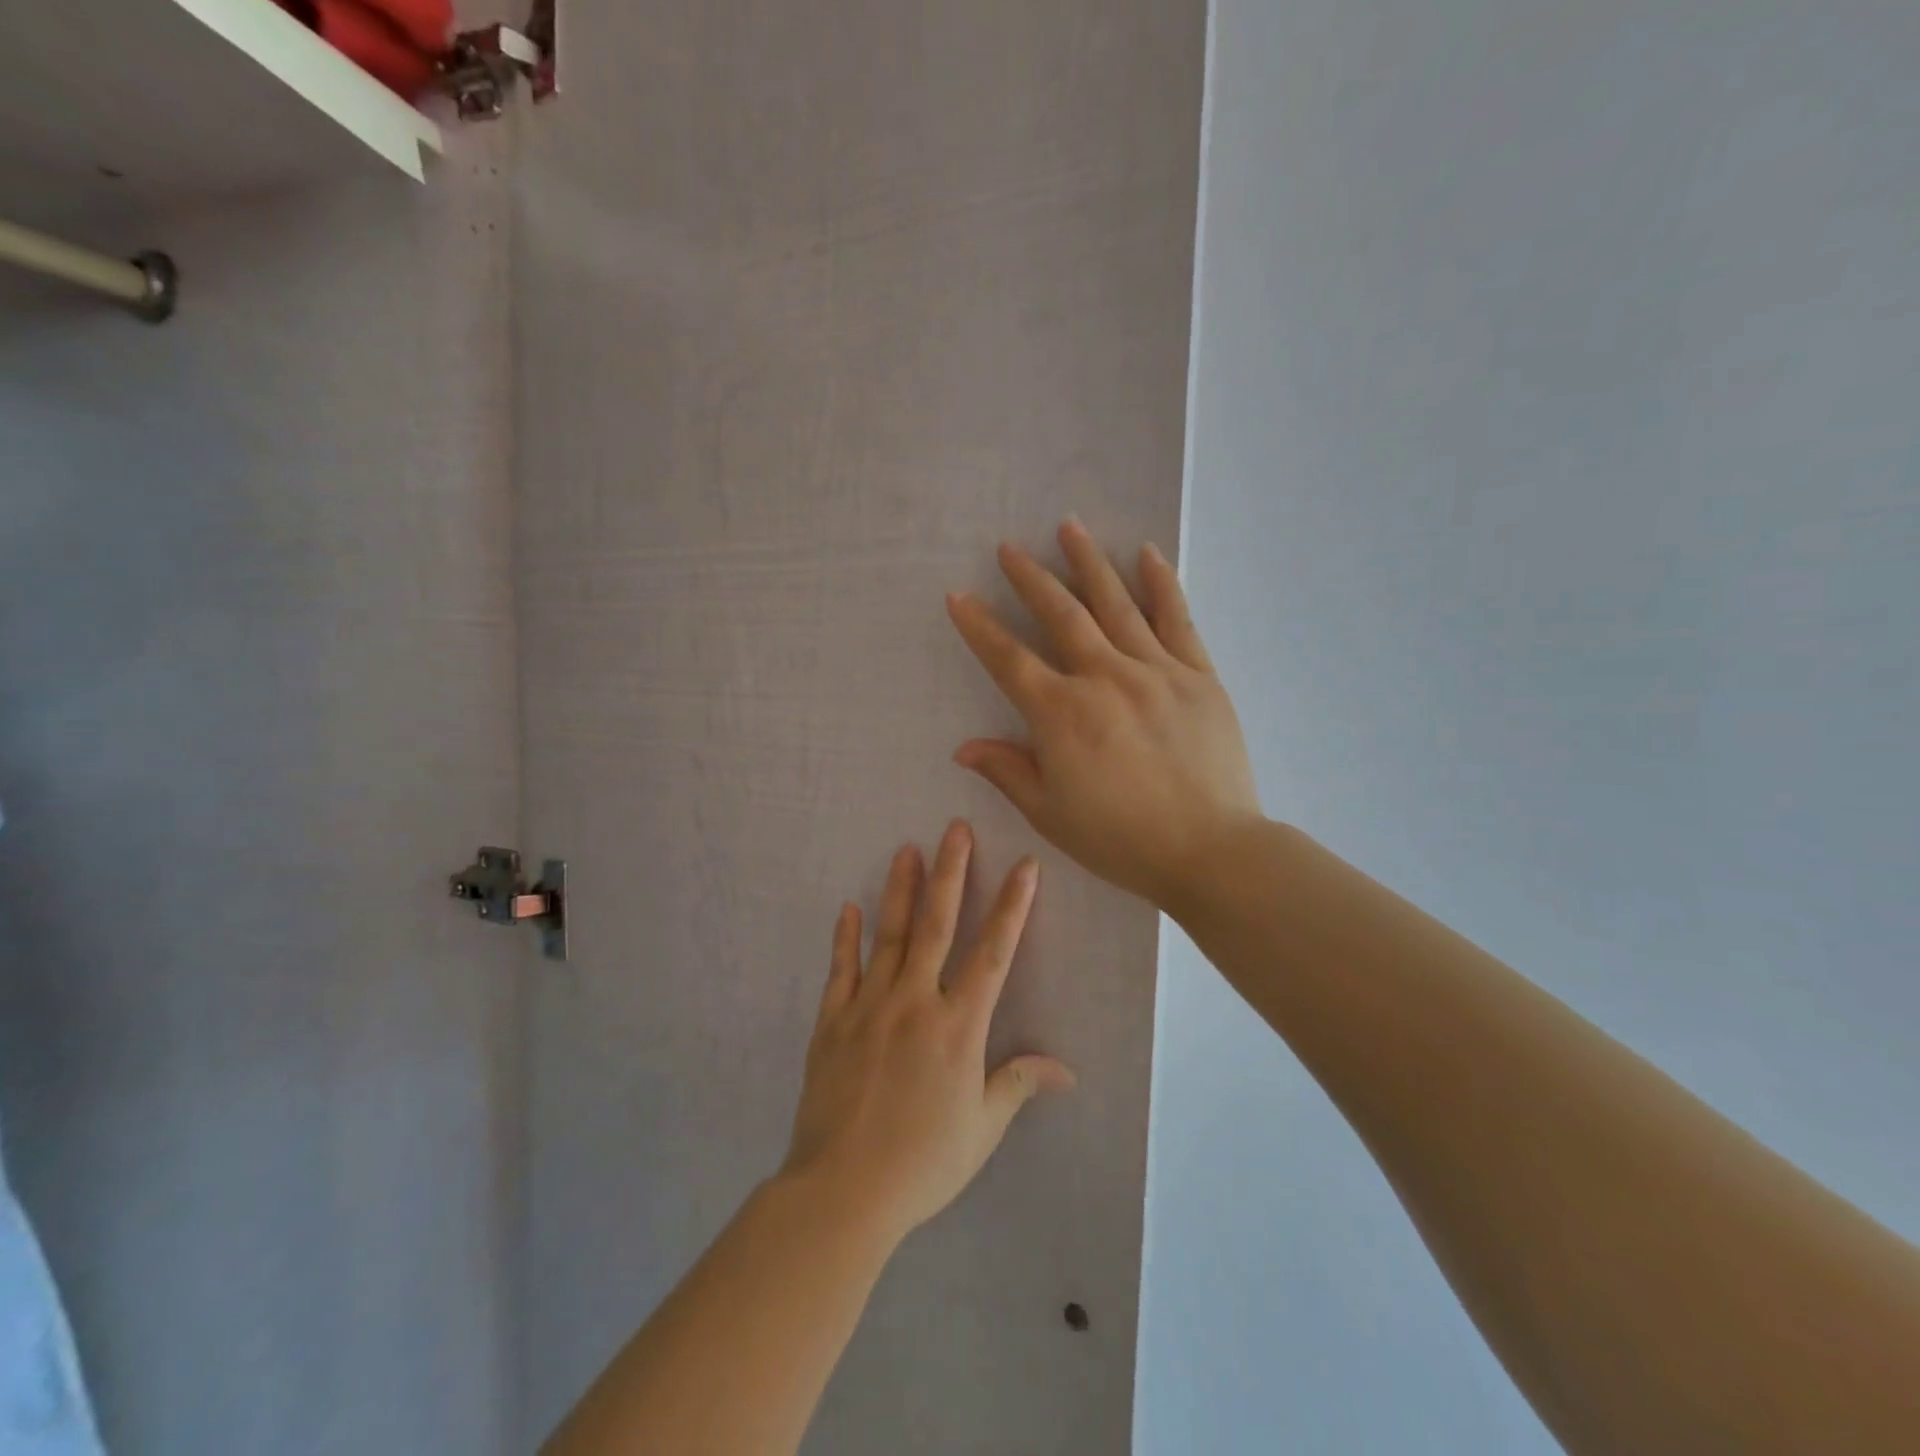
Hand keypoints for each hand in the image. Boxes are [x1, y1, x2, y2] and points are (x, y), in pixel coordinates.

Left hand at [781, 822, 1075, 1244]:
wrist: (842, 1191)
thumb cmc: (923, 1162)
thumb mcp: (982, 1128)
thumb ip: (1019, 1084)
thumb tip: (1066, 1069)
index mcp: (957, 1026)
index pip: (993, 953)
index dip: (1012, 907)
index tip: (1024, 867)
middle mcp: (915, 1002)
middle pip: (936, 925)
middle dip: (950, 873)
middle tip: (954, 829)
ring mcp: (868, 1007)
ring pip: (889, 936)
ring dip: (900, 890)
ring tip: (907, 849)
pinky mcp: (831, 1022)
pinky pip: (840, 970)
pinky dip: (846, 938)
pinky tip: (849, 908)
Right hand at [946, 518, 1261, 907]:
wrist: (1209, 851)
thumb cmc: (1120, 840)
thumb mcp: (1050, 813)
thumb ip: (1008, 771)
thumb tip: (964, 748)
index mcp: (1062, 714)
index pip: (1009, 660)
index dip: (980, 627)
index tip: (959, 596)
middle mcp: (1104, 678)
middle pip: (1062, 615)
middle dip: (1031, 578)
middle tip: (1011, 548)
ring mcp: (1156, 671)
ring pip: (1117, 604)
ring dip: (1089, 563)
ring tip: (1069, 527)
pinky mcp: (1199, 676)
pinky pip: (1177, 620)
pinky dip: (1161, 584)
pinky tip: (1148, 554)